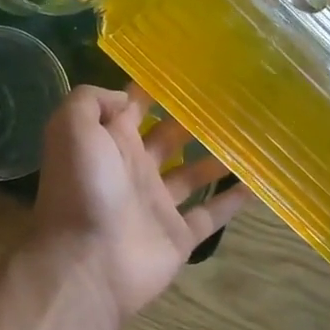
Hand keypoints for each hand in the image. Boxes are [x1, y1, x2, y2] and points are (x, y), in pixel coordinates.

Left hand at [31, 84, 250, 324]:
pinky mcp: (178, 235)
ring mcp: (156, 203)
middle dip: (192, 118)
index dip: (153, 87)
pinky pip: (211, 213)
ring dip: (217, 156)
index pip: (133, 106)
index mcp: (109, 142)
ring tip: (251, 133)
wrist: (86, 262)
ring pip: (192, 173)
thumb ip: (92, 101)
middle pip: (168, 136)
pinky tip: (259, 181)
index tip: (187, 67)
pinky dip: (233, 200)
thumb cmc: (81, 189)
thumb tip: (126, 96)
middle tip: (232, 96)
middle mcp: (133, 168)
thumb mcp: (71, 128)